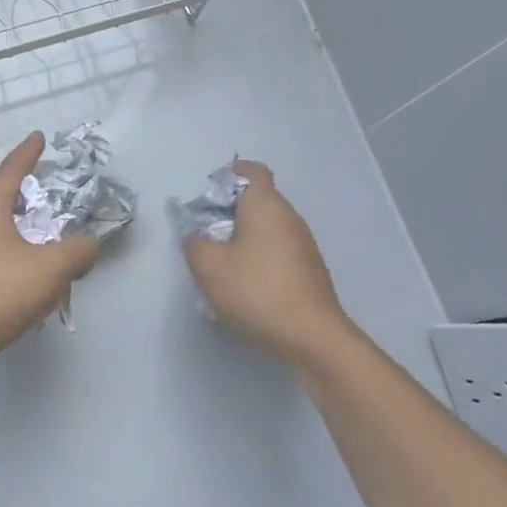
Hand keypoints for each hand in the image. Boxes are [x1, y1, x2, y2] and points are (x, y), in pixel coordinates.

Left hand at [0, 133, 99, 385]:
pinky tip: (24, 267)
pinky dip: (8, 248)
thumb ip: (77, 251)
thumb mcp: (50, 269)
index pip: (11, 170)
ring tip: (37, 224)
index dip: (27, 153)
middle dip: (17, 184)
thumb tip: (88, 245)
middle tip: (39, 181)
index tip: (38, 137)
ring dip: (12, 218)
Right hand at [184, 161, 350, 363]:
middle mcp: (290, 217)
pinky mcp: (310, 270)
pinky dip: (261, 258)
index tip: (209, 196)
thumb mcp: (208, 267)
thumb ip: (195, 243)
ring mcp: (304, 244)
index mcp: (266, 205)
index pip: (252, 171)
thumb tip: (198, 235)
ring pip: (269, 228)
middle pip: (259, 199)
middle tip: (206, 234)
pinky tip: (247, 286)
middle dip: (231, 211)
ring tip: (223, 264)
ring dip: (245, 237)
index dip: (229, 175)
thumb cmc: (256, 291)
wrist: (311, 335)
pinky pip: (279, 251)